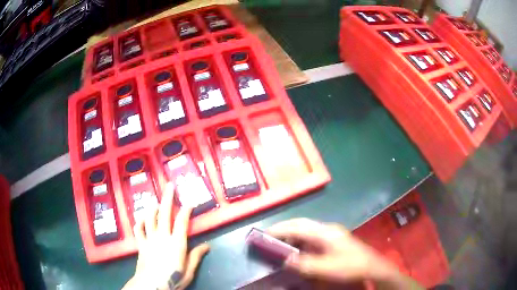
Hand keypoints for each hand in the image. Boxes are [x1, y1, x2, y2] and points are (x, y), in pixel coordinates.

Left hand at [123, 183, 209, 289]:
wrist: (152, 285)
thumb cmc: (173, 278)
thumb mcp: (189, 271)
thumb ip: (196, 256)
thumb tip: (207, 246)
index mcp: (176, 243)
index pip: (182, 222)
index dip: (186, 210)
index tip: (189, 202)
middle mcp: (162, 236)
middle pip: (164, 213)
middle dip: (168, 197)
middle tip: (170, 185)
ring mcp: (149, 239)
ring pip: (150, 217)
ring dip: (153, 206)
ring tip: (155, 199)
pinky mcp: (141, 243)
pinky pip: (138, 229)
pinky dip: (139, 221)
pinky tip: (141, 218)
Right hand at [267, 218, 421, 288]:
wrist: (372, 266)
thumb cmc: (350, 266)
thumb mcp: (326, 269)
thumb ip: (304, 264)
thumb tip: (285, 259)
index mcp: (325, 232)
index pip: (298, 227)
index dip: (280, 229)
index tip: (264, 234)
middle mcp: (327, 229)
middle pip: (301, 224)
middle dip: (284, 229)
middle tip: (269, 237)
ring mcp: (331, 233)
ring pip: (306, 229)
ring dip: (292, 235)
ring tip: (279, 244)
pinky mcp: (333, 240)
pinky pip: (312, 236)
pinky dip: (300, 241)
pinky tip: (296, 250)